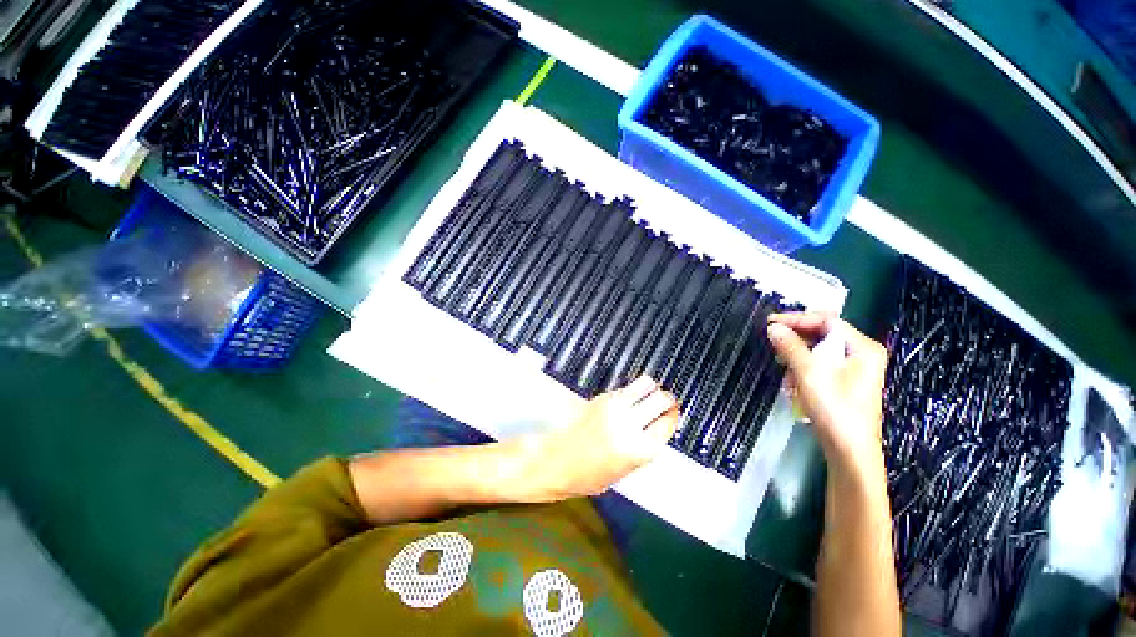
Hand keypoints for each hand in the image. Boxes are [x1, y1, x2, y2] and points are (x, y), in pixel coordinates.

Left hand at [521, 376, 679, 500]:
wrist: (559, 461)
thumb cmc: (591, 475)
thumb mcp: (626, 470)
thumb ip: (645, 446)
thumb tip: (659, 424)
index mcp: (641, 450)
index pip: (668, 422)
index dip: (673, 415)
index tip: (673, 412)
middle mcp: (631, 424)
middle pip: (661, 399)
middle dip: (667, 399)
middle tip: (665, 401)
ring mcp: (616, 407)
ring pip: (645, 384)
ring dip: (651, 388)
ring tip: (649, 394)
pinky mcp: (603, 398)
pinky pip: (626, 388)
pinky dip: (632, 391)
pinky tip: (628, 400)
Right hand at [767, 313, 888, 477]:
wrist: (849, 452)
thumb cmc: (835, 409)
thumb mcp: (809, 374)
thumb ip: (790, 347)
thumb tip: (773, 328)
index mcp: (862, 348)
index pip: (826, 321)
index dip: (796, 319)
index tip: (770, 323)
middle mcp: (860, 355)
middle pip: (822, 336)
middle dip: (795, 341)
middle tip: (771, 343)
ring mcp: (853, 370)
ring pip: (817, 352)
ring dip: (796, 359)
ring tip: (783, 371)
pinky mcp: (843, 384)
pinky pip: (818, 367)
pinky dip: (802, 372)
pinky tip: (792, 385)